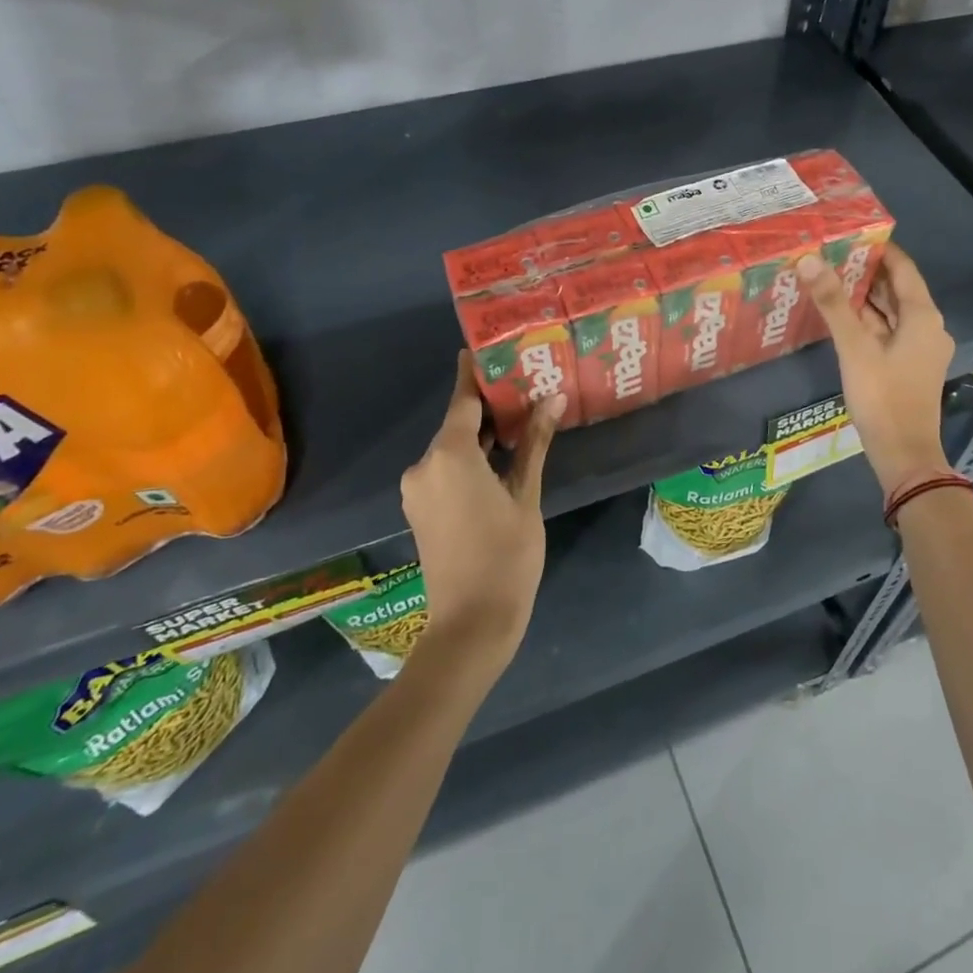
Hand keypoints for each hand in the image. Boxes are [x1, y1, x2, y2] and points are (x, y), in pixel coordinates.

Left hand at [398, 353, 563, 665]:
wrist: (470, 625)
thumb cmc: (505, 555)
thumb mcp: (526, 495)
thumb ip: (534, 443)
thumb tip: (553, 398)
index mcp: (448, 454)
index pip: (463, 399)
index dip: (476, 372)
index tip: (489, 347)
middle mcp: (424, 464)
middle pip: (458, 422)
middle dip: (490, 406)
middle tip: (527, 384)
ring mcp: (418, 488)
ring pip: (453, 448)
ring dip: (482, 435)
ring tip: (522, 418)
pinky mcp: (420, 508)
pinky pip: (446, 469)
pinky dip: (470, 459)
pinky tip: (501, 458)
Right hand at [799, 245, 954, 492]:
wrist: (904, 454)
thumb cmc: (883, 396)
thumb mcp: (854, 347)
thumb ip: (833, 302)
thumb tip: (810, 259)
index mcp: (922, 315)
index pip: (902, 268)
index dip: (879, 248)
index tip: (850, 232)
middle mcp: (927, 326)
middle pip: (896, 289)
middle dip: (866, 271)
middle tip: (831, 252)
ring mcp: (919, 348)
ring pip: (891, 311)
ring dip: (864, 296)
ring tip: (830, 276)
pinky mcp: (909, 366)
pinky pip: (888, 331)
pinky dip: (867, 320)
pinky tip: (840, 315)